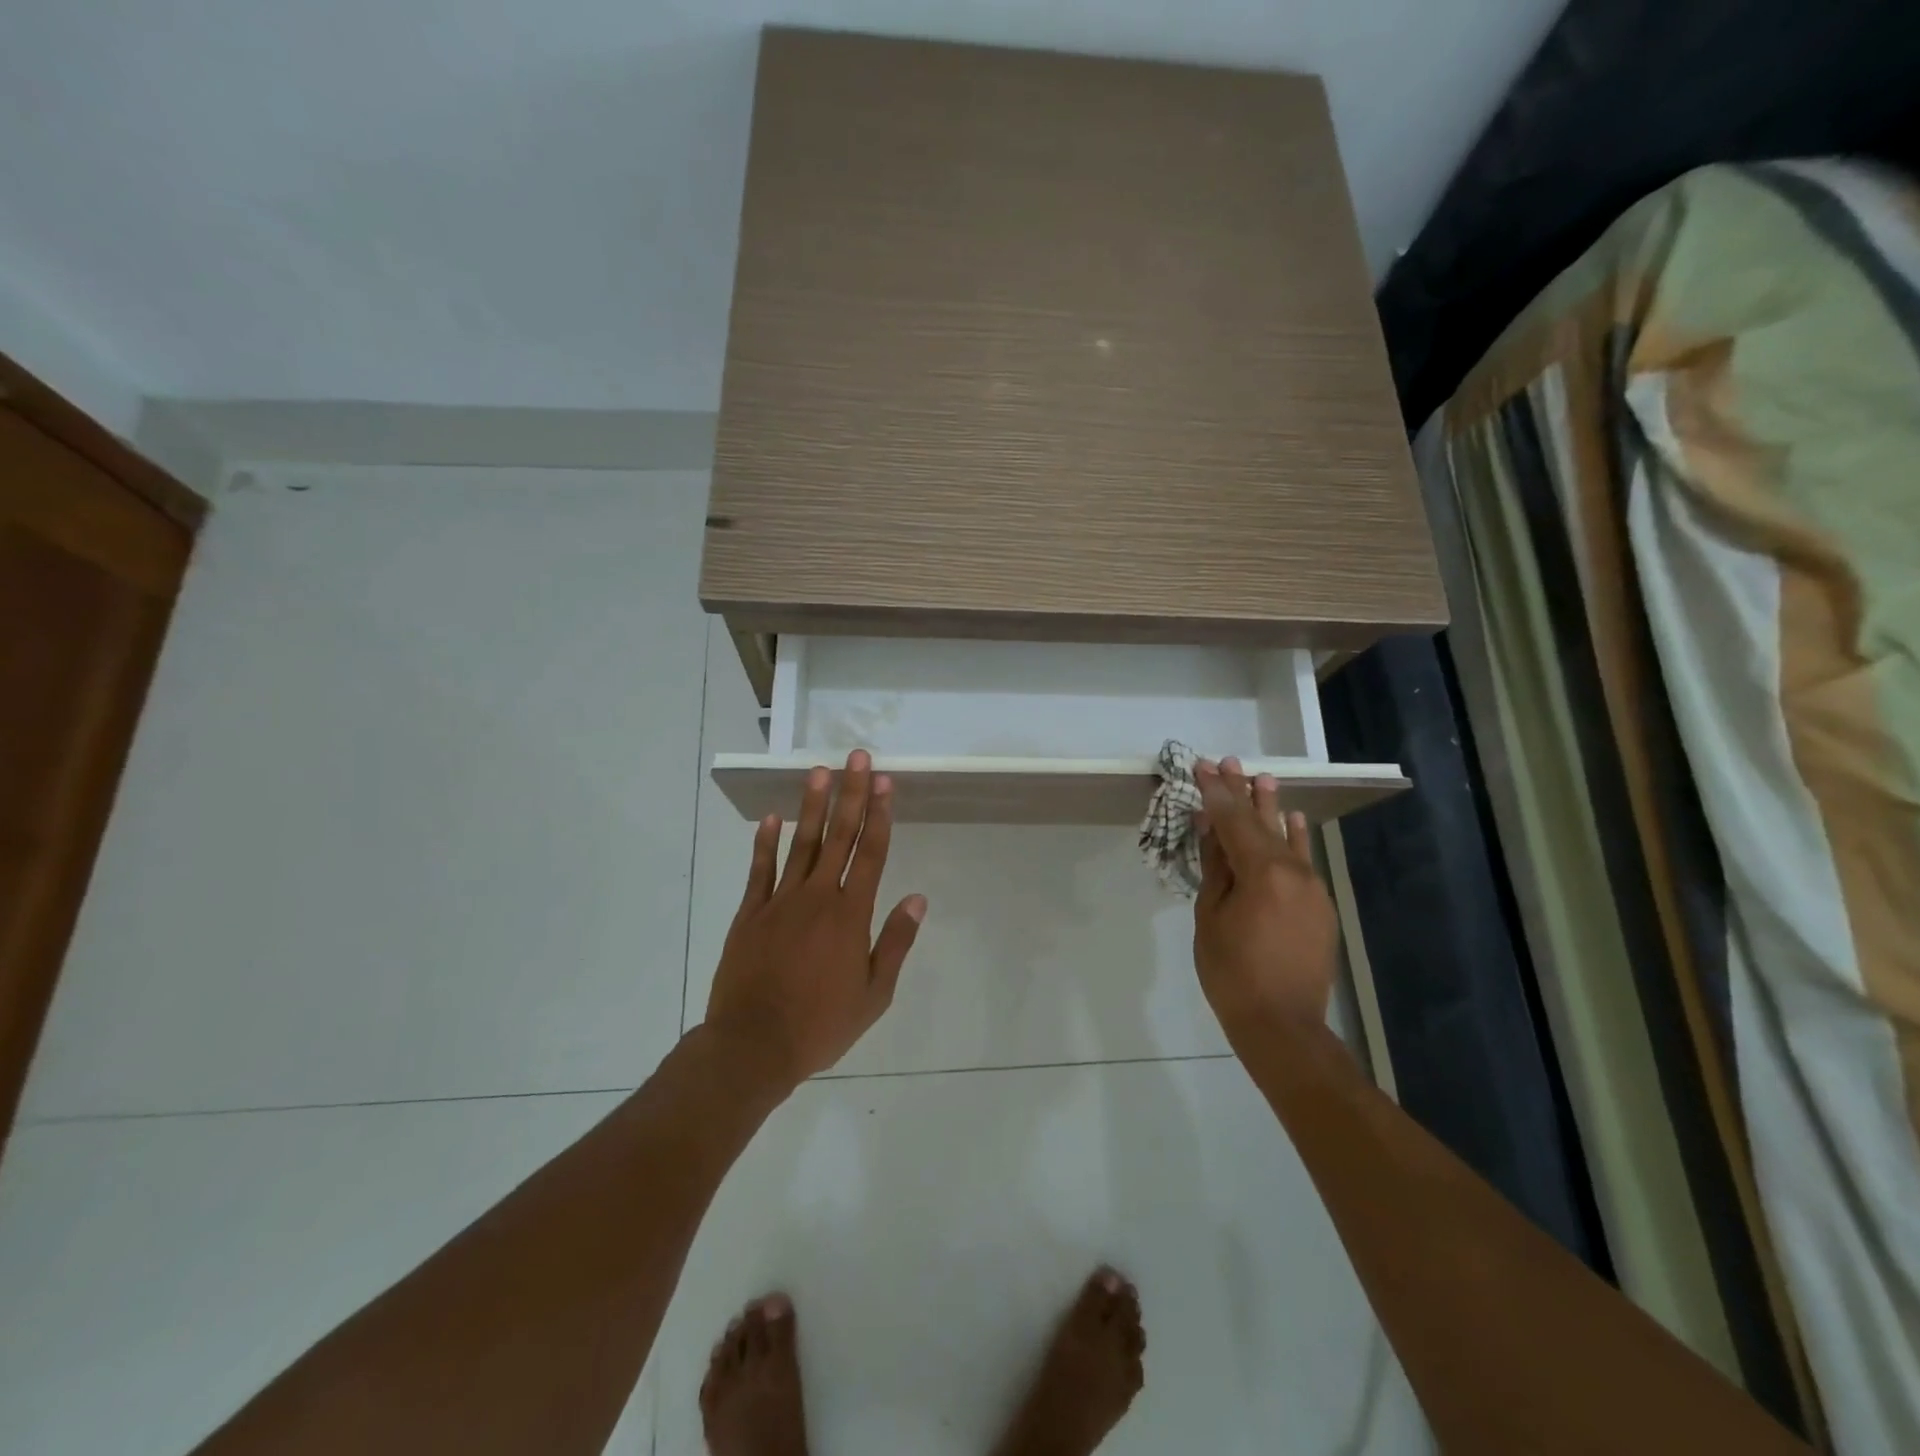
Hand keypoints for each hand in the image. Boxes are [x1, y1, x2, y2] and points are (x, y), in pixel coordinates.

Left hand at [704, 749, 926, 1092]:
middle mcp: (817, 898)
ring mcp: (779, 902)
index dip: (880, 815)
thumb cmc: (820, 1025)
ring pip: (801, 844)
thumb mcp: (873, 994)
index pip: (870, 854)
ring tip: (819, 771)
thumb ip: (895, 943)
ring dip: (813, 806)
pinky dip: (765, 843)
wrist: (753, 1047)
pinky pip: (760, 871)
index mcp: (850, 916)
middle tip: (856, 758)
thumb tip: (917, 899)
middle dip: (851, 794)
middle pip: (839, 836)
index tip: (884, 782)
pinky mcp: (750, 914)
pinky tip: (772, 818)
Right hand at [1191, 757, 1338, 1046]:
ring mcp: (1312, 888)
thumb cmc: (1232, 972)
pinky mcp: (1320, 906)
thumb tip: (1210, 826)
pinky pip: (1304, 862)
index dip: (1216, 792)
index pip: (1234, 820)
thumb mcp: (1210, 916)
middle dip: (1243, 792)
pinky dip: (1295, 839)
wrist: (1283, 1024)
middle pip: (1263, 823)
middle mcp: (1294, 872)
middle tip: (1230, 762)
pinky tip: (1294, 821)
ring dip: (1272, 809)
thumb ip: (1215, 866)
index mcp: (1262, 872)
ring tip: (1263, 779)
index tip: (1202, 765)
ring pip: (1287, 840)